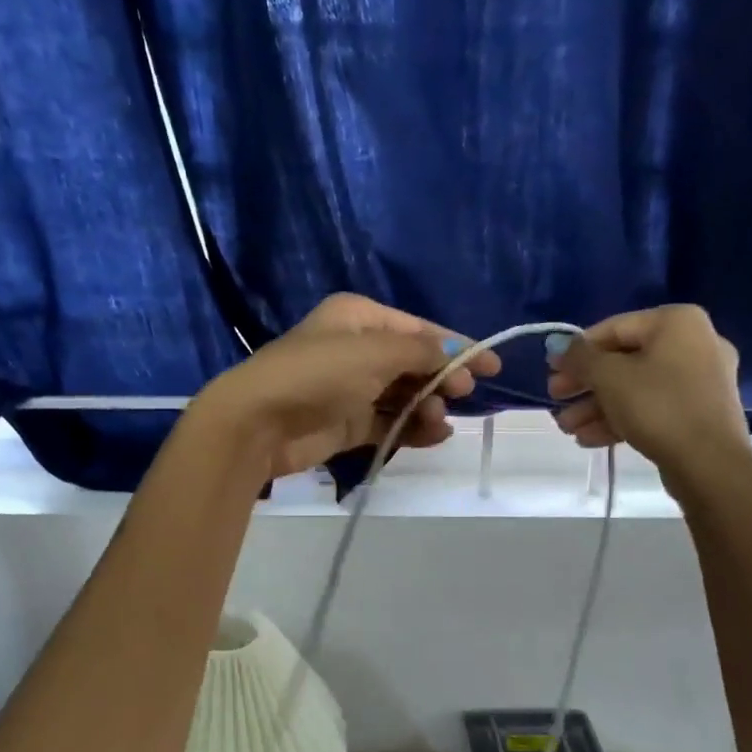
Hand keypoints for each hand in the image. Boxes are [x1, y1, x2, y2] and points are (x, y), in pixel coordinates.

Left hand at [196, 294, 502, 480]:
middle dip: (441, 377)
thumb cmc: (319, 374)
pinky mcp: (346, 422)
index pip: (419, 328)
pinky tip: (434, 435)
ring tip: (438, 419)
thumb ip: (421, 351)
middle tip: (464, 394)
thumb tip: (455, 352)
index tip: (493, 367)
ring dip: (427, 405)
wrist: (259, 423)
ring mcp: (350, 387)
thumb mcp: (376, 352)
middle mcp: (356, 347)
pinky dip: (412, 427)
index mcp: (359, 317)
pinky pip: (389, 421)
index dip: (457, 345)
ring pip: (403, 393)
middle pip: (413, 361)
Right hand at [547, 306, 751, 495]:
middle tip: (556, 399)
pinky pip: (652, 407)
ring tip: (567, 428)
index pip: (613, 328)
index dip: (576, 350)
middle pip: (624, 360)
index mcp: (677, 322)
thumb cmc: (657, 406)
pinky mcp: (699, 413)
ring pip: (636, 388)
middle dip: (585, 384)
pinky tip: (589, 439)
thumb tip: (559, 347)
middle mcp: (694, 343)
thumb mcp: (608, 376)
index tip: (550, 370)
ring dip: (596, 406)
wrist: (710, 465)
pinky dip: (621, 418)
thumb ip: (579, 357)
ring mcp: (700, 381)